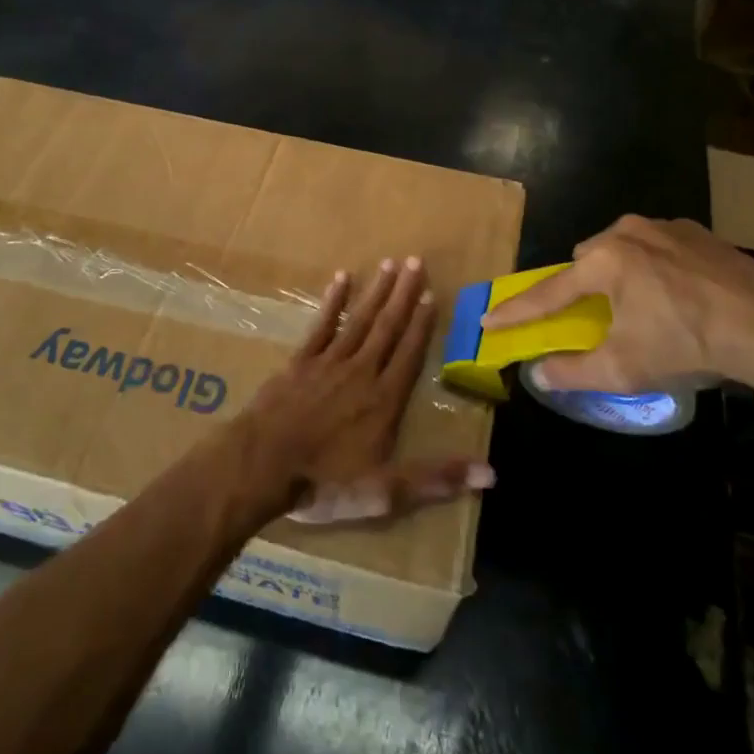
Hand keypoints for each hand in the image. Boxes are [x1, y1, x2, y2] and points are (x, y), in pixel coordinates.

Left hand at [233, 258, 494, 524]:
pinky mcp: (300, 361)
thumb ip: (436, 478)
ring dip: (376, 291)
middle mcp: (361, 371)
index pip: (410, 354)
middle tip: (416, 261)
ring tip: (390, 263)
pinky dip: (333, 301)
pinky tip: (341, 278)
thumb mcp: (386, 492)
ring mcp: (328, 362)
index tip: (433, 294)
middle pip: (387, 327)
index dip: (422, 325)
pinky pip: (321, 325)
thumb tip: (491, 473)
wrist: (262, 466)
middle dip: (403, 294)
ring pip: (359, 320)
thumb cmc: (325, 482)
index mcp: (384, 399)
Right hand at [481, 216, 753, 395]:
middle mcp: (627, 232)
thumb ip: (574, 371)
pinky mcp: (697, 231)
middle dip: (580, 287)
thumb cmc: (687, 343)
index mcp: (603, 261)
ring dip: (618, 273)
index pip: (548, 292)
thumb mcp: (625, 368)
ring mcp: (664, 226)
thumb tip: (539, 373)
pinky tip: (676, 292)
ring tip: (641, 305)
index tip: (488, 319)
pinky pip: (656, 245)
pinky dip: (653, 266)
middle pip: (585, 261)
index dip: (516, 310)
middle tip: (594, 317)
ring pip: (621, 248)